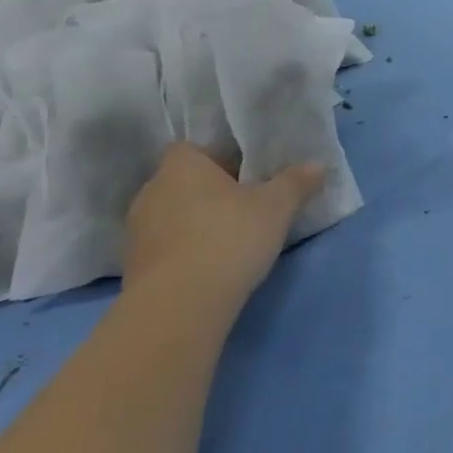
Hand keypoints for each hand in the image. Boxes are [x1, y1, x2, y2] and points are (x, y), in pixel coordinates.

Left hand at [123, 143, 322, 298]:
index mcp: (181, 165)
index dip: (219, 159)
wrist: (180, 303)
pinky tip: (210, 267)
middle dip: (211, 193)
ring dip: (196, 224)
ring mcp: (137, 229)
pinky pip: (166, 246)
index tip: (245, 177)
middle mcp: (151, 189)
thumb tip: (317, 165)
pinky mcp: (135, 265)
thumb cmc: (229, 238)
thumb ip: (296, 182)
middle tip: (246, 208)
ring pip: (174, 215)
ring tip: (230, 242)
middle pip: (184, 182)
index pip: (194, 149)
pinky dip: (185, 252)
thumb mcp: (276, 207)